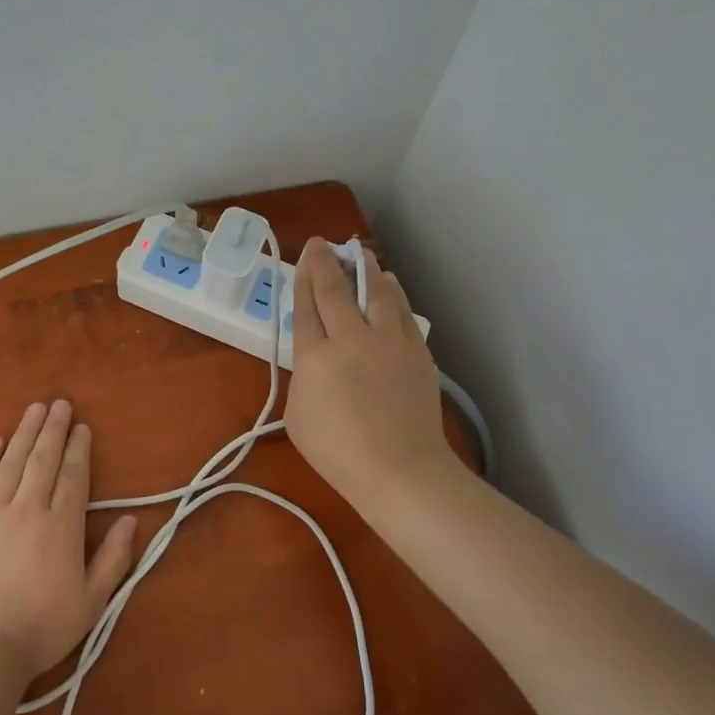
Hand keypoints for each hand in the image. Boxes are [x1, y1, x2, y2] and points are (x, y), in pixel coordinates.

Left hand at [0, 400, 138, 679]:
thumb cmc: (42, 629)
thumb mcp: (92, 602)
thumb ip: (114, 559)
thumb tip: (131, 521)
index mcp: (62, 526)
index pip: (73, 475)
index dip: (79, 449)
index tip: (82, 427)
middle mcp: (29, 509)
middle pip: (43, 459)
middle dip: (53, 429)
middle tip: (59, 403)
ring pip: (12, 463)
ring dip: (24, 433)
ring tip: (33, 409)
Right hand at [285, 238, 453, 501]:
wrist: (401, 471)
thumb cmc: (339, 454)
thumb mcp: (297, 418)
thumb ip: (302, 379)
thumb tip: (314, 359)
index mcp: (315, 357)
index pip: (306, 305)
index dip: (303, 276)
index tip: (304, 256)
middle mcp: (351, 339)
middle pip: (335, 289)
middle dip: (325, 261)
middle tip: (321, 243)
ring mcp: (388, 342)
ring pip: (376, 291)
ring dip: (365, 268)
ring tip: (360, 253)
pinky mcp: (416, 351)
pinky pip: (403, 311)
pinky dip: (393, 292)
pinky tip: (390, 284)